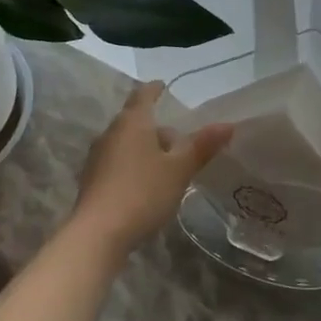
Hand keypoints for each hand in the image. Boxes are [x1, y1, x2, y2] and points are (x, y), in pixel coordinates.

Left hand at [69, 81, 233, 263]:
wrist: (97, 234)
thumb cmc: (142, 192)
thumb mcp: (179, 169)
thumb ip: (202, 146)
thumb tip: (228, 124)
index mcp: (132, 122)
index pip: (143, 94)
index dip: (155, 89)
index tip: (165, 86)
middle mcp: (111, 133)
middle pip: (135, 120)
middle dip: (156, 126)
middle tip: (179, 138)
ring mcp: (98, 157)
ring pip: (126, 142)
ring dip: (145, 147)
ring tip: (167, 164)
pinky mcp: (92, 180)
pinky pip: (117, 162)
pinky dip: (134, 164)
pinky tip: (147, 184)